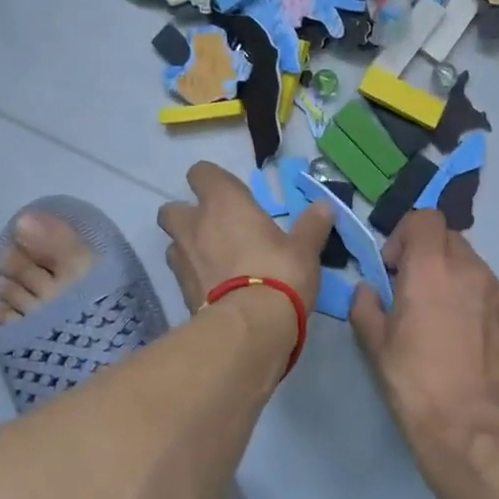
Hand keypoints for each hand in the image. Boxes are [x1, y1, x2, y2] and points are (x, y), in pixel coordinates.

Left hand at [157, 162, 330, 316]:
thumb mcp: (304, 249)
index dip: (212, 182)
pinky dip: (194, 278)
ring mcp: (182, 260)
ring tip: (214, 262)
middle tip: (215, 230)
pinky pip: (182, 276)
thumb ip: (312, 226)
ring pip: (174, 244)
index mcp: (223, 203)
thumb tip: (325, 207)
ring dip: (188, 248)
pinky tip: (215, 290)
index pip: (202, 173)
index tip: (232, 196)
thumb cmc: (279, 273)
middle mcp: (195, 225)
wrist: (250, 326)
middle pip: (172, 209)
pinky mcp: (180, 292)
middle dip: (187, 216)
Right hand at [350, 211, 498, 445]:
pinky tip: (460, 334)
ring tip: (438, 315)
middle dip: (426, 253)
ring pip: (470, 264)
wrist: (470, 423)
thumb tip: (368, 290)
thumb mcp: (374, 344)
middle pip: (448, 238)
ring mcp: (496, 291)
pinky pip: (487, 290)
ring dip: (450, 275)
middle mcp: (469, 269)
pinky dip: (470, 297)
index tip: (393, 267)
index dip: (405, 235)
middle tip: (411, 290)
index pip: (425, 218)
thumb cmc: (414, 380)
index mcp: (431, 267)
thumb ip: (365, 306)